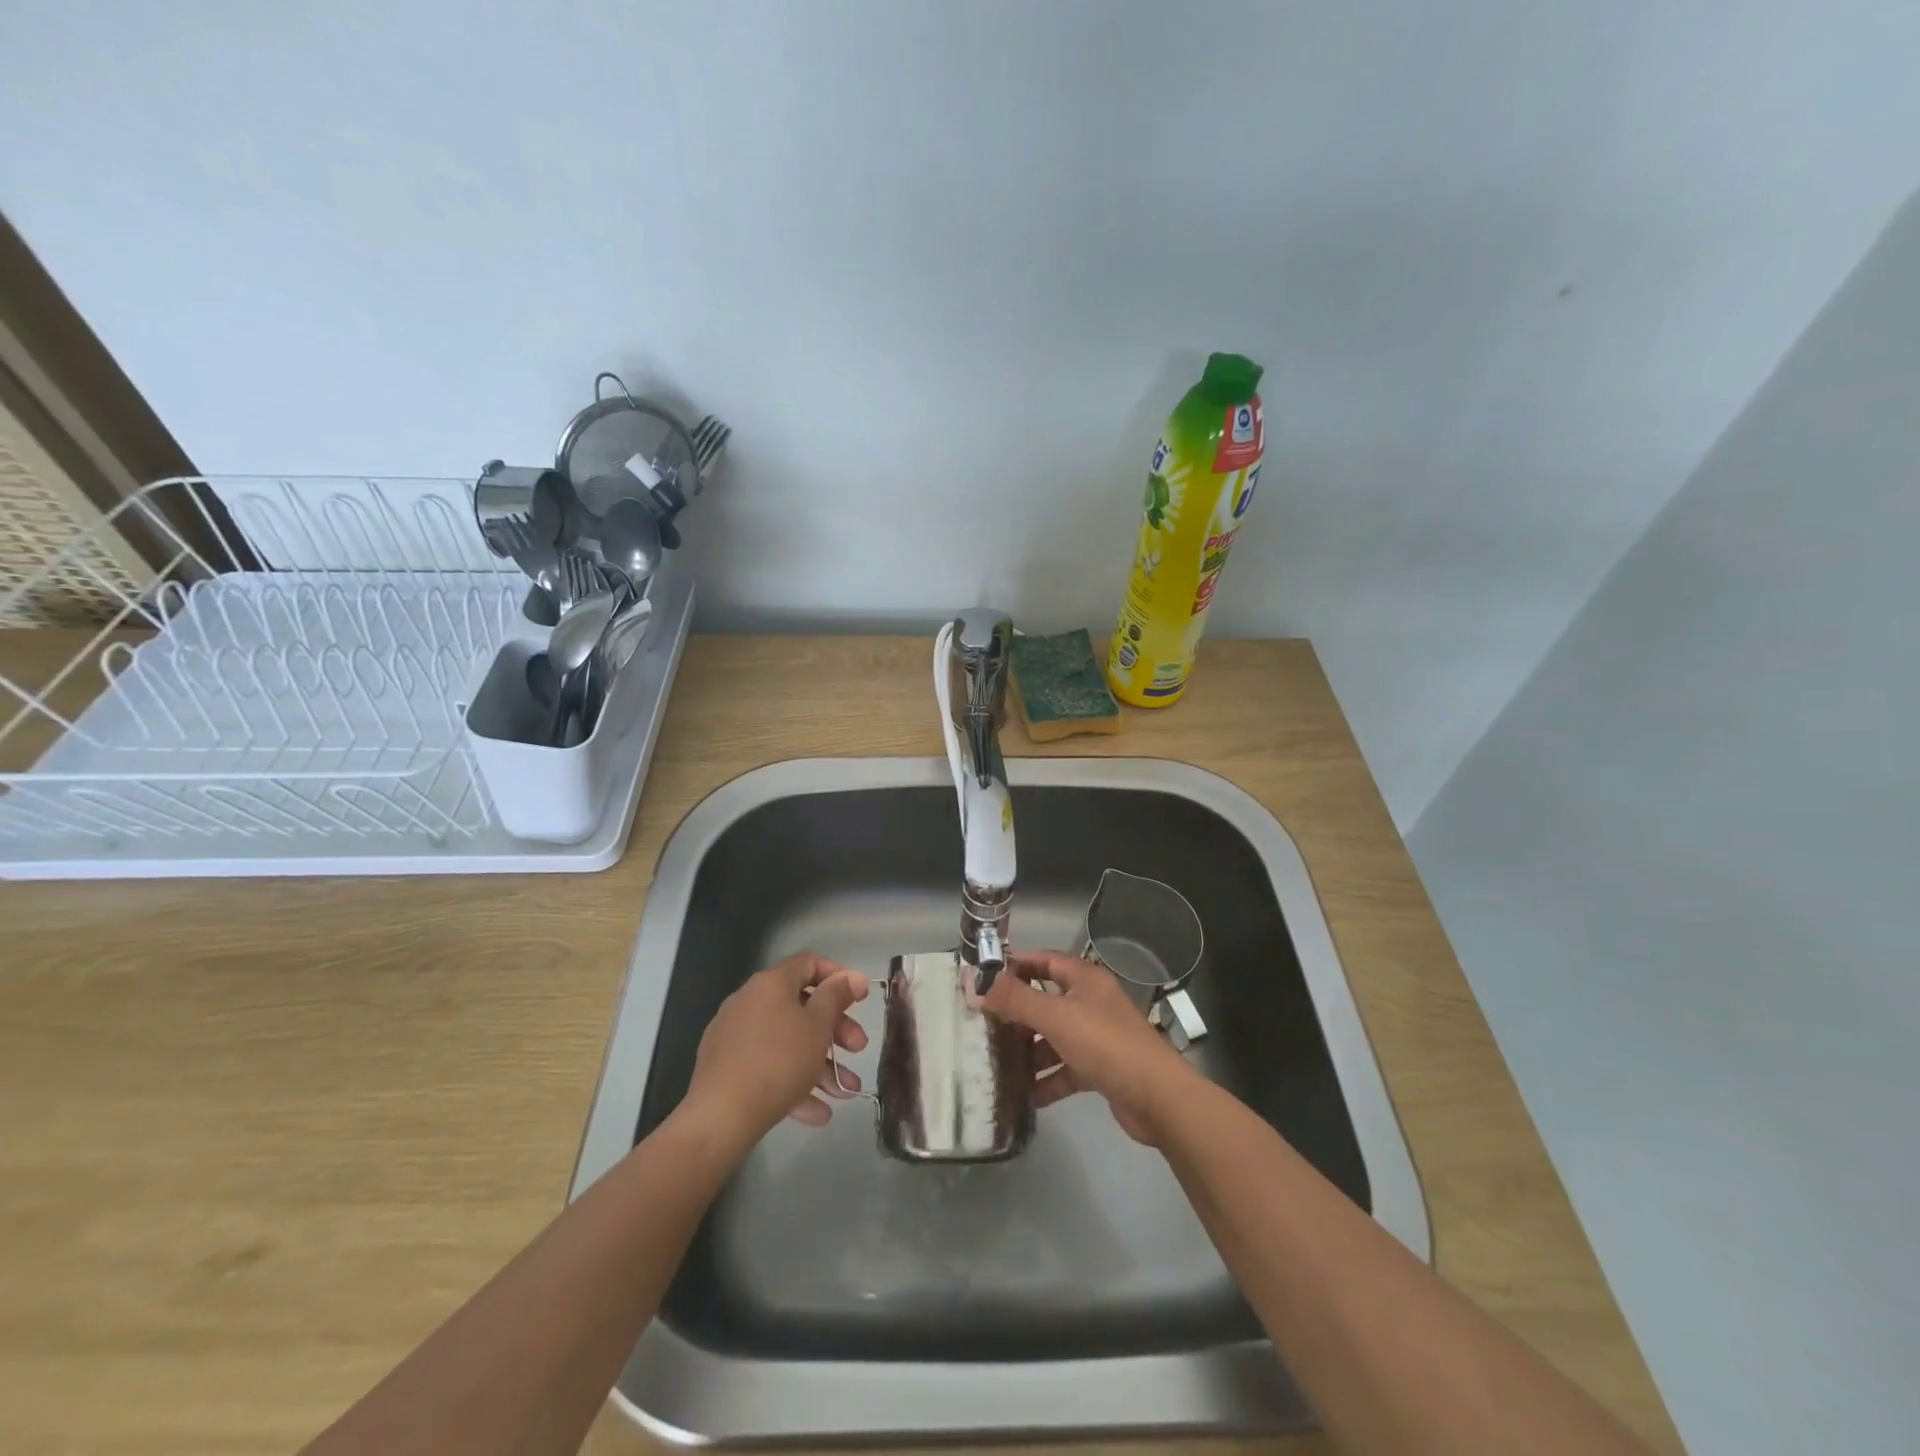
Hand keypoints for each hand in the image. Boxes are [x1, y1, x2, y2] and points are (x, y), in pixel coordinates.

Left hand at [683, 952, 870, 1148]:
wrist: (720, 1116)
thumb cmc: (779, 1061)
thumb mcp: (818, 1026)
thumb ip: (837, 996)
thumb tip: (853, 975)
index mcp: (772, 983)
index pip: (810, 963)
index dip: (838, 976)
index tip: (860, 1000)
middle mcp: (750, 1001)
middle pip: (802, 1006)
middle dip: (835, 1030)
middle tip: (858, 1050)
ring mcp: (735, 1035)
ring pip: (788, 1042)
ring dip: (821, 1064)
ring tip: (844, 1093)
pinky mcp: (726, 1067)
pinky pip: (768, 1066)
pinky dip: (794, 1082)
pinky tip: (818, 1113)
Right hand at [979, 949, 1197, 1144]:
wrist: (1157, 1097)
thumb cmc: (1105, 1043)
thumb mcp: (1055, 1017)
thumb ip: (1016, 1000)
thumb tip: (977, 985)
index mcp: (1085, 980)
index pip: (1045, 960)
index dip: (1017, 965)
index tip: (985, 977)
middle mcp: (1091, 1003)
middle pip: (1047, 1000)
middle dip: (1017, 1013)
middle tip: (984, 1025)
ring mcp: (1097, 1037)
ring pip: (1055, 1037)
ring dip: (1030, 1050)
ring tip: (997, 1062)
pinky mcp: (1101, 1069)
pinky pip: (1066, 1069)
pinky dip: (1047, 1080)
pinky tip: (1025, 1096)